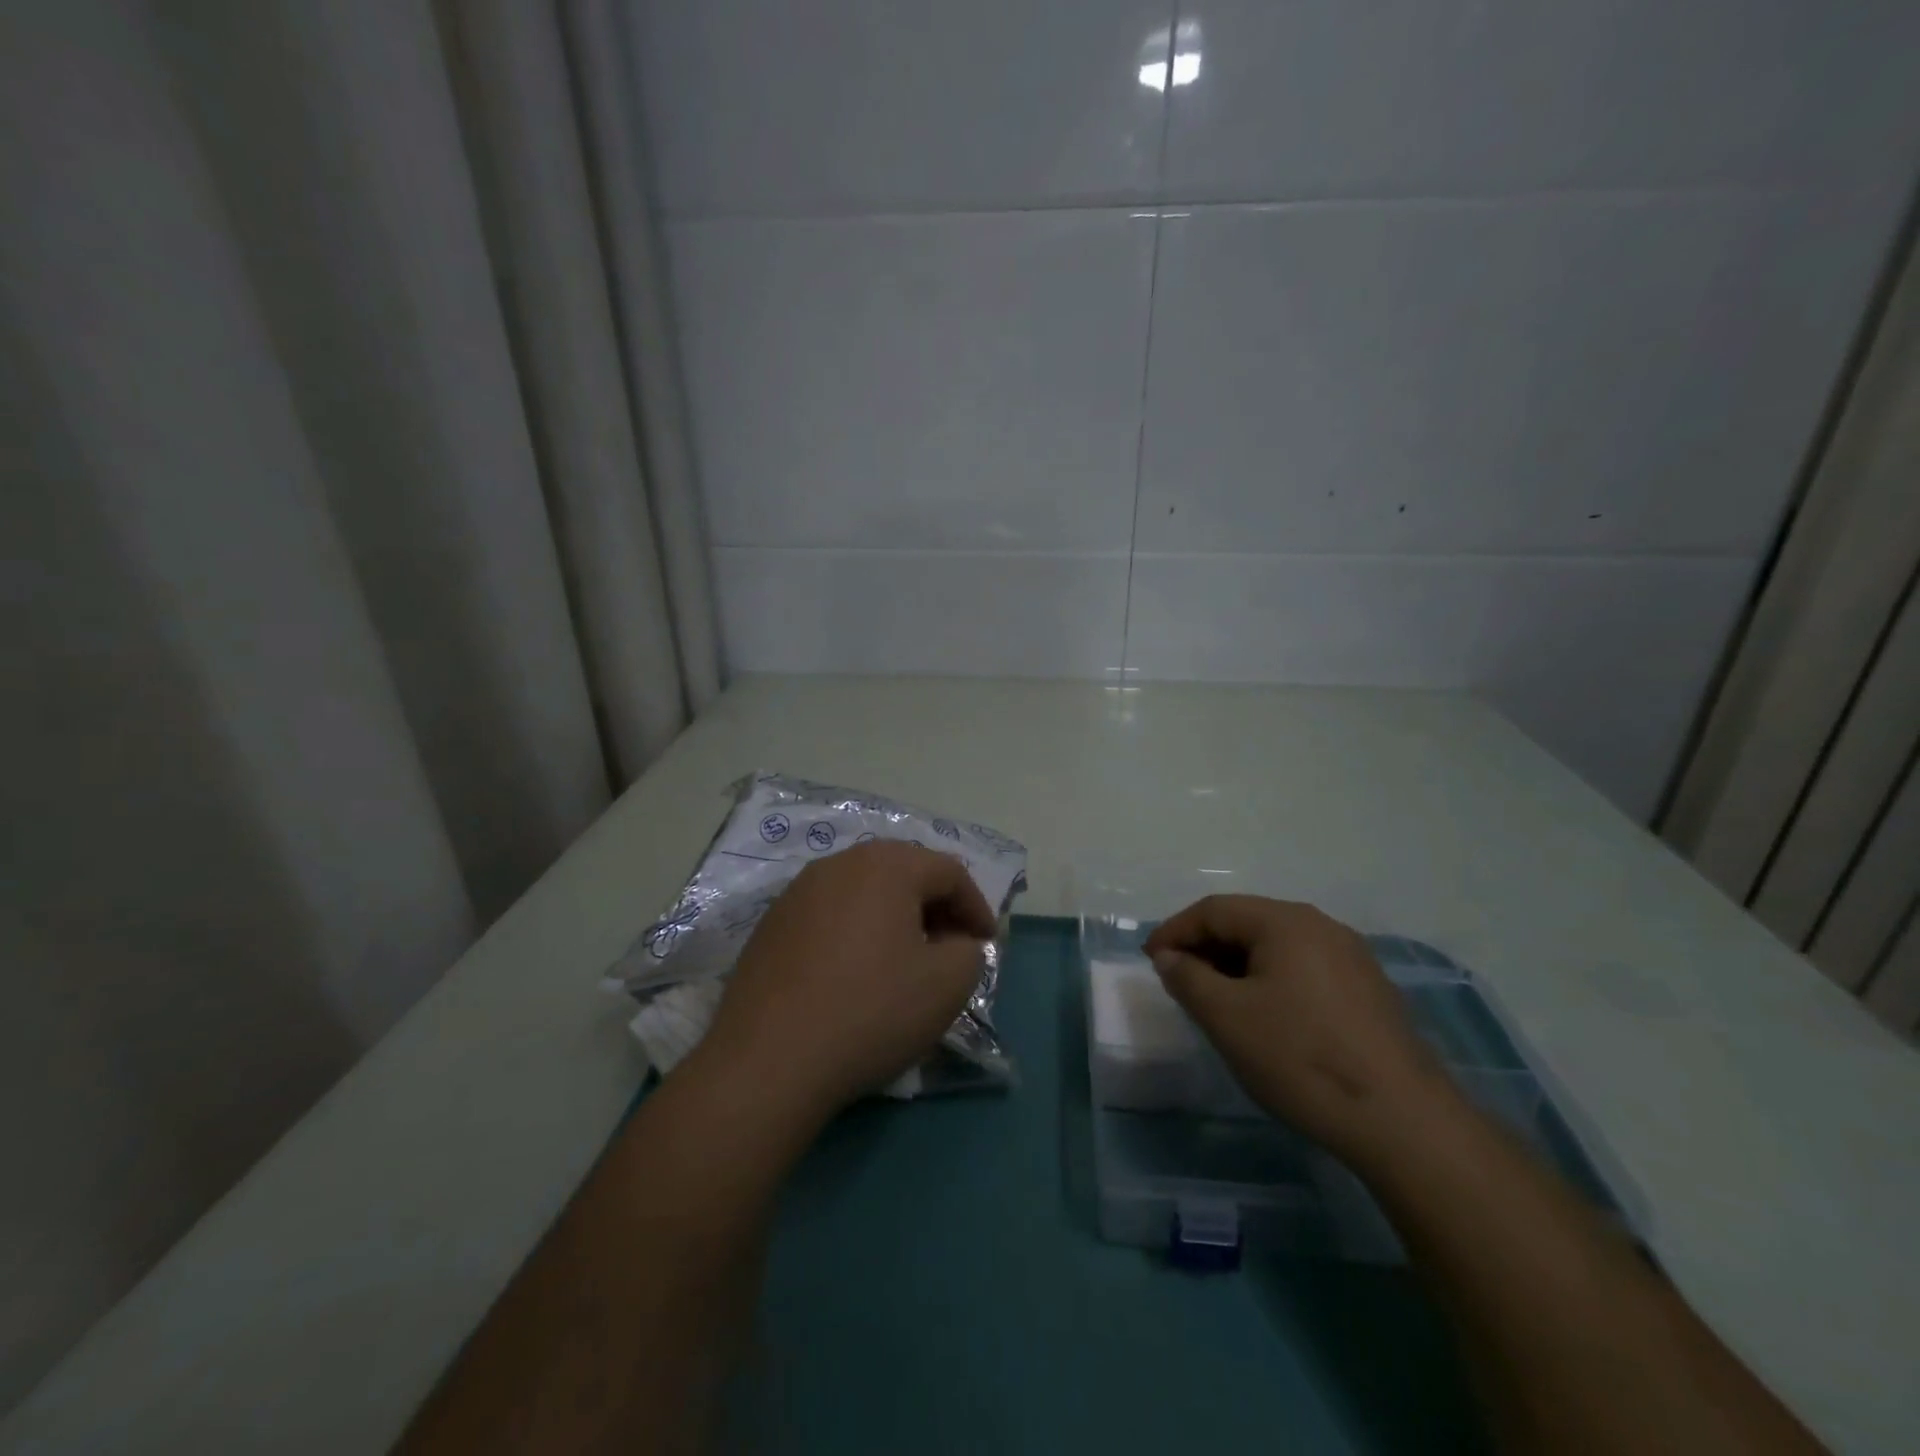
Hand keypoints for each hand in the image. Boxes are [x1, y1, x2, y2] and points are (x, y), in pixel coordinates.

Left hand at [699, 840, 996, 1121]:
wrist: (768, 1060)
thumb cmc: (870, 1012)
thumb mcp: (947, 985)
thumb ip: (970, 952)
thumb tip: (956, 943)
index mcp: (886, 865)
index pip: (949, 871)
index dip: (976, 907)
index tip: (985, 946)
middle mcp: (840, 863)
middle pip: (904, 872)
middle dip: (935, 906)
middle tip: (949, 947)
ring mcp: (798, 891)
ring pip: (864, 890)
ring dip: (894, 917)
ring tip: (903, 960)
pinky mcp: (771, 923)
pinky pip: (830, 913)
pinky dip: (855, 931)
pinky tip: (854, 973)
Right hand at [1143, 896, 1458, 1162]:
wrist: (1403, 1122)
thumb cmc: (1300, 1057)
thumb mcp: (1226, 1017)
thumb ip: (1187, 978)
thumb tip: (1170, 957)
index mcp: (1286, 921)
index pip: (1214, 910)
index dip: (1176, 931)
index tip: (1150, 960)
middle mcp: (1321, 926)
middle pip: (1247, 923)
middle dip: (1206, 948)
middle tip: (1179, 981)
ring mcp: (1351, 958)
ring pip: (1276, 948)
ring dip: (1237, 966)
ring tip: (1216, 1001)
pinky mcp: (1369, 991)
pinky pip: (1303, 970)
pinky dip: (1270, 982)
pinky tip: (1265, 1017)